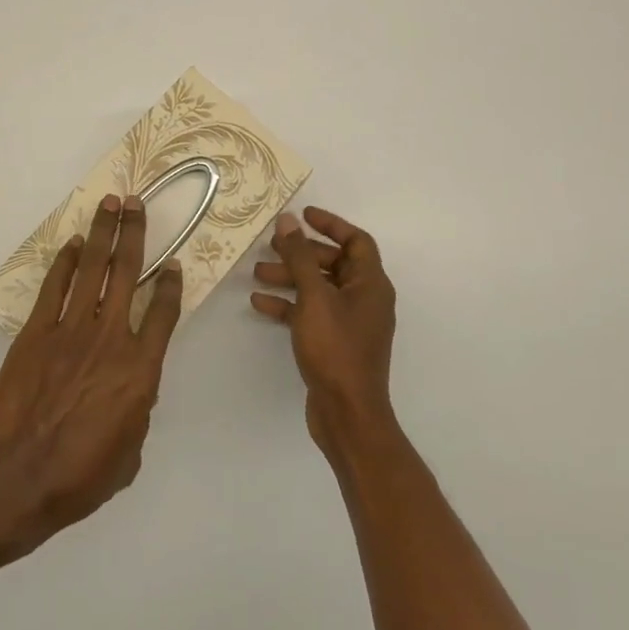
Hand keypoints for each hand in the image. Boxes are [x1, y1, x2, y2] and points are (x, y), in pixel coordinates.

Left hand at [0, 193, 184, 543]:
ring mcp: (70, 329)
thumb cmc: (83, 474)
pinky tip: (73, 243)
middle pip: (127, 272)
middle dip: (134, 232)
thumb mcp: (130, 450)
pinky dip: (65, 262)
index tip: (173, 265)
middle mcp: (110, 337)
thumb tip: (133, 390)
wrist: (22, 476)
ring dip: (102, 232)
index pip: (163, 313)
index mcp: (140, 368)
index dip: (170, 286)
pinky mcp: (36, 332)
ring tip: (109, 203)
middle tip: (136, 202)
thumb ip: (138, 409)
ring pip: (92, 268)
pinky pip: (54, 287)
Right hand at [252, 206, 397, 456]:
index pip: (356, 241)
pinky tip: (259, 303)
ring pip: (318, 288)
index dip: (331, 224)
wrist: (347, 414)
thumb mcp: (314, 297)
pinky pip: (310, 313)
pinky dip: (288, 304)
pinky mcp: (334, 343)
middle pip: (333, 263)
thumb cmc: (336, 349)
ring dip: (289, 277)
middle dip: (301, 252)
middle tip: (271, 244)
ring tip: (257, 273)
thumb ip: (300, 257)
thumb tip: (289, 220)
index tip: (302, 215)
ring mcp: (350, 323)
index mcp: (371, 284)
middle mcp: (364, 299)